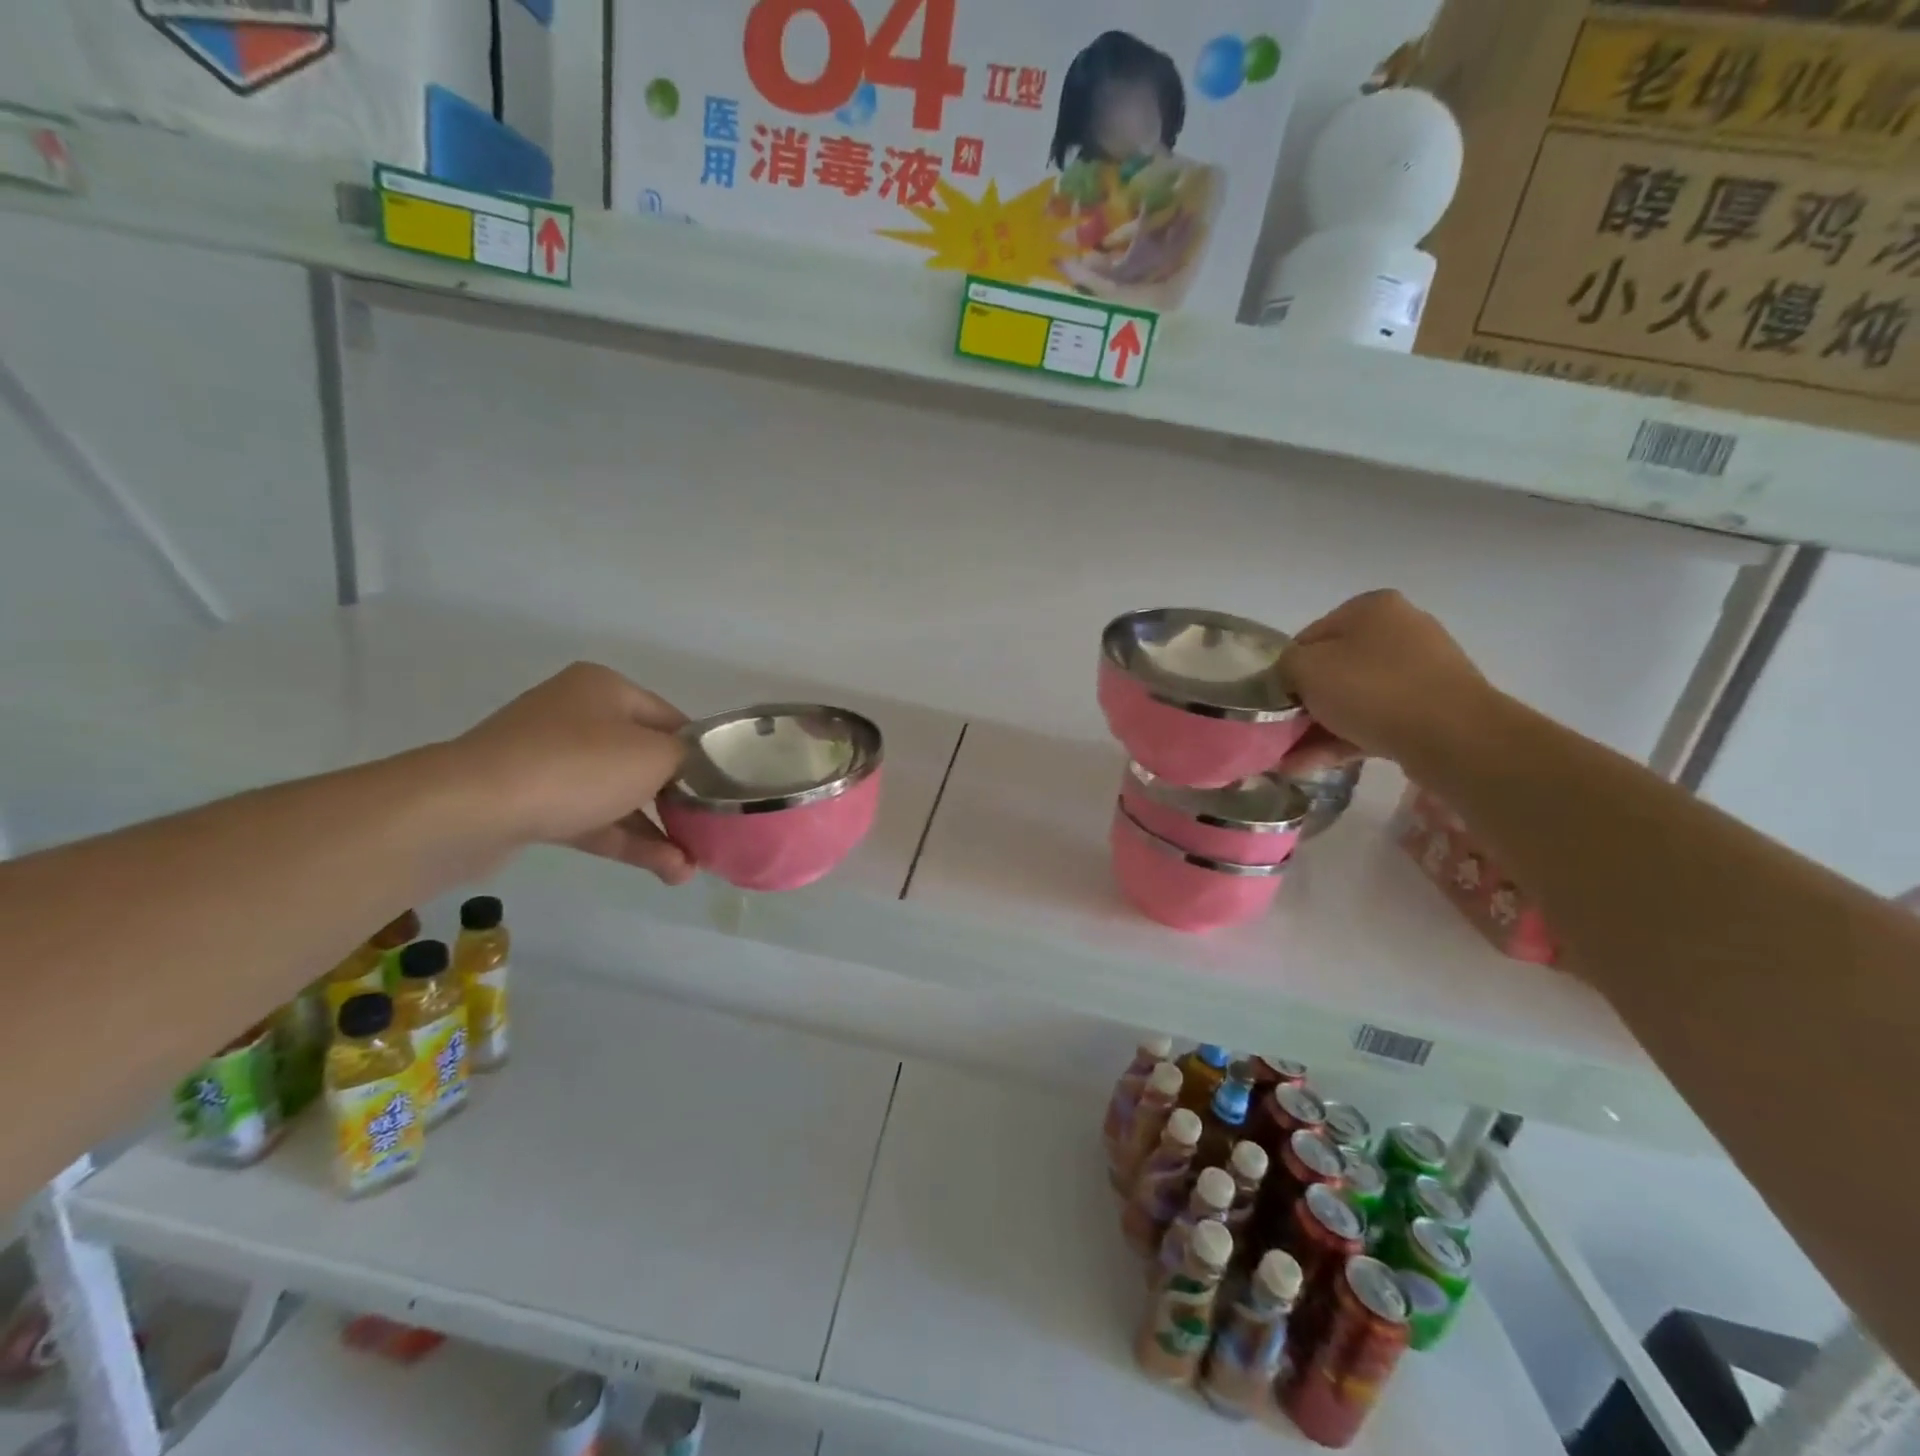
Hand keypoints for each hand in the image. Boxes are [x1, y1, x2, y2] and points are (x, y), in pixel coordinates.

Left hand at [450, 663, 695, 884]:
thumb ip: (687, 759)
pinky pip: (592, 818)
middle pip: (645, 759)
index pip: (671, 719)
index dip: (702, 754)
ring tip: (691, 867)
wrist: (470, 809)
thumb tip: (695, 767)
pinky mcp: (533, 802)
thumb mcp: (654, 755)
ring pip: (619, 794)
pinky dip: (627, 840)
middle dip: (679, 800)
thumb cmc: (577, 766)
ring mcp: (550, 760)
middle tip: (709, 829)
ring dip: (657, 829)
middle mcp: (577, 716)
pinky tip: (665, 868)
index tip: (724, 789)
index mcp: (605, 689)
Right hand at [1279, 590, 1494, 772]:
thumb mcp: (1305, 669)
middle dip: (1304, 706)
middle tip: (1282, 734)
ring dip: (1319, 729)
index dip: (1286, 672)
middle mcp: (1399, 629)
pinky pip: (1377, 719)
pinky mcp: (1433, 706)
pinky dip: (1345, 739)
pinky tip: (1314, 765)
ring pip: (1353, 699)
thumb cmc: (1371, 689)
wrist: (1453, 736)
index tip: (1275, 704)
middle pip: (1332, 670)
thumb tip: (1288, 679)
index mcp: (1370, 608)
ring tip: (1290, 761)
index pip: (1308, 638)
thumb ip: (1284, 667)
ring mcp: (1421, 669)